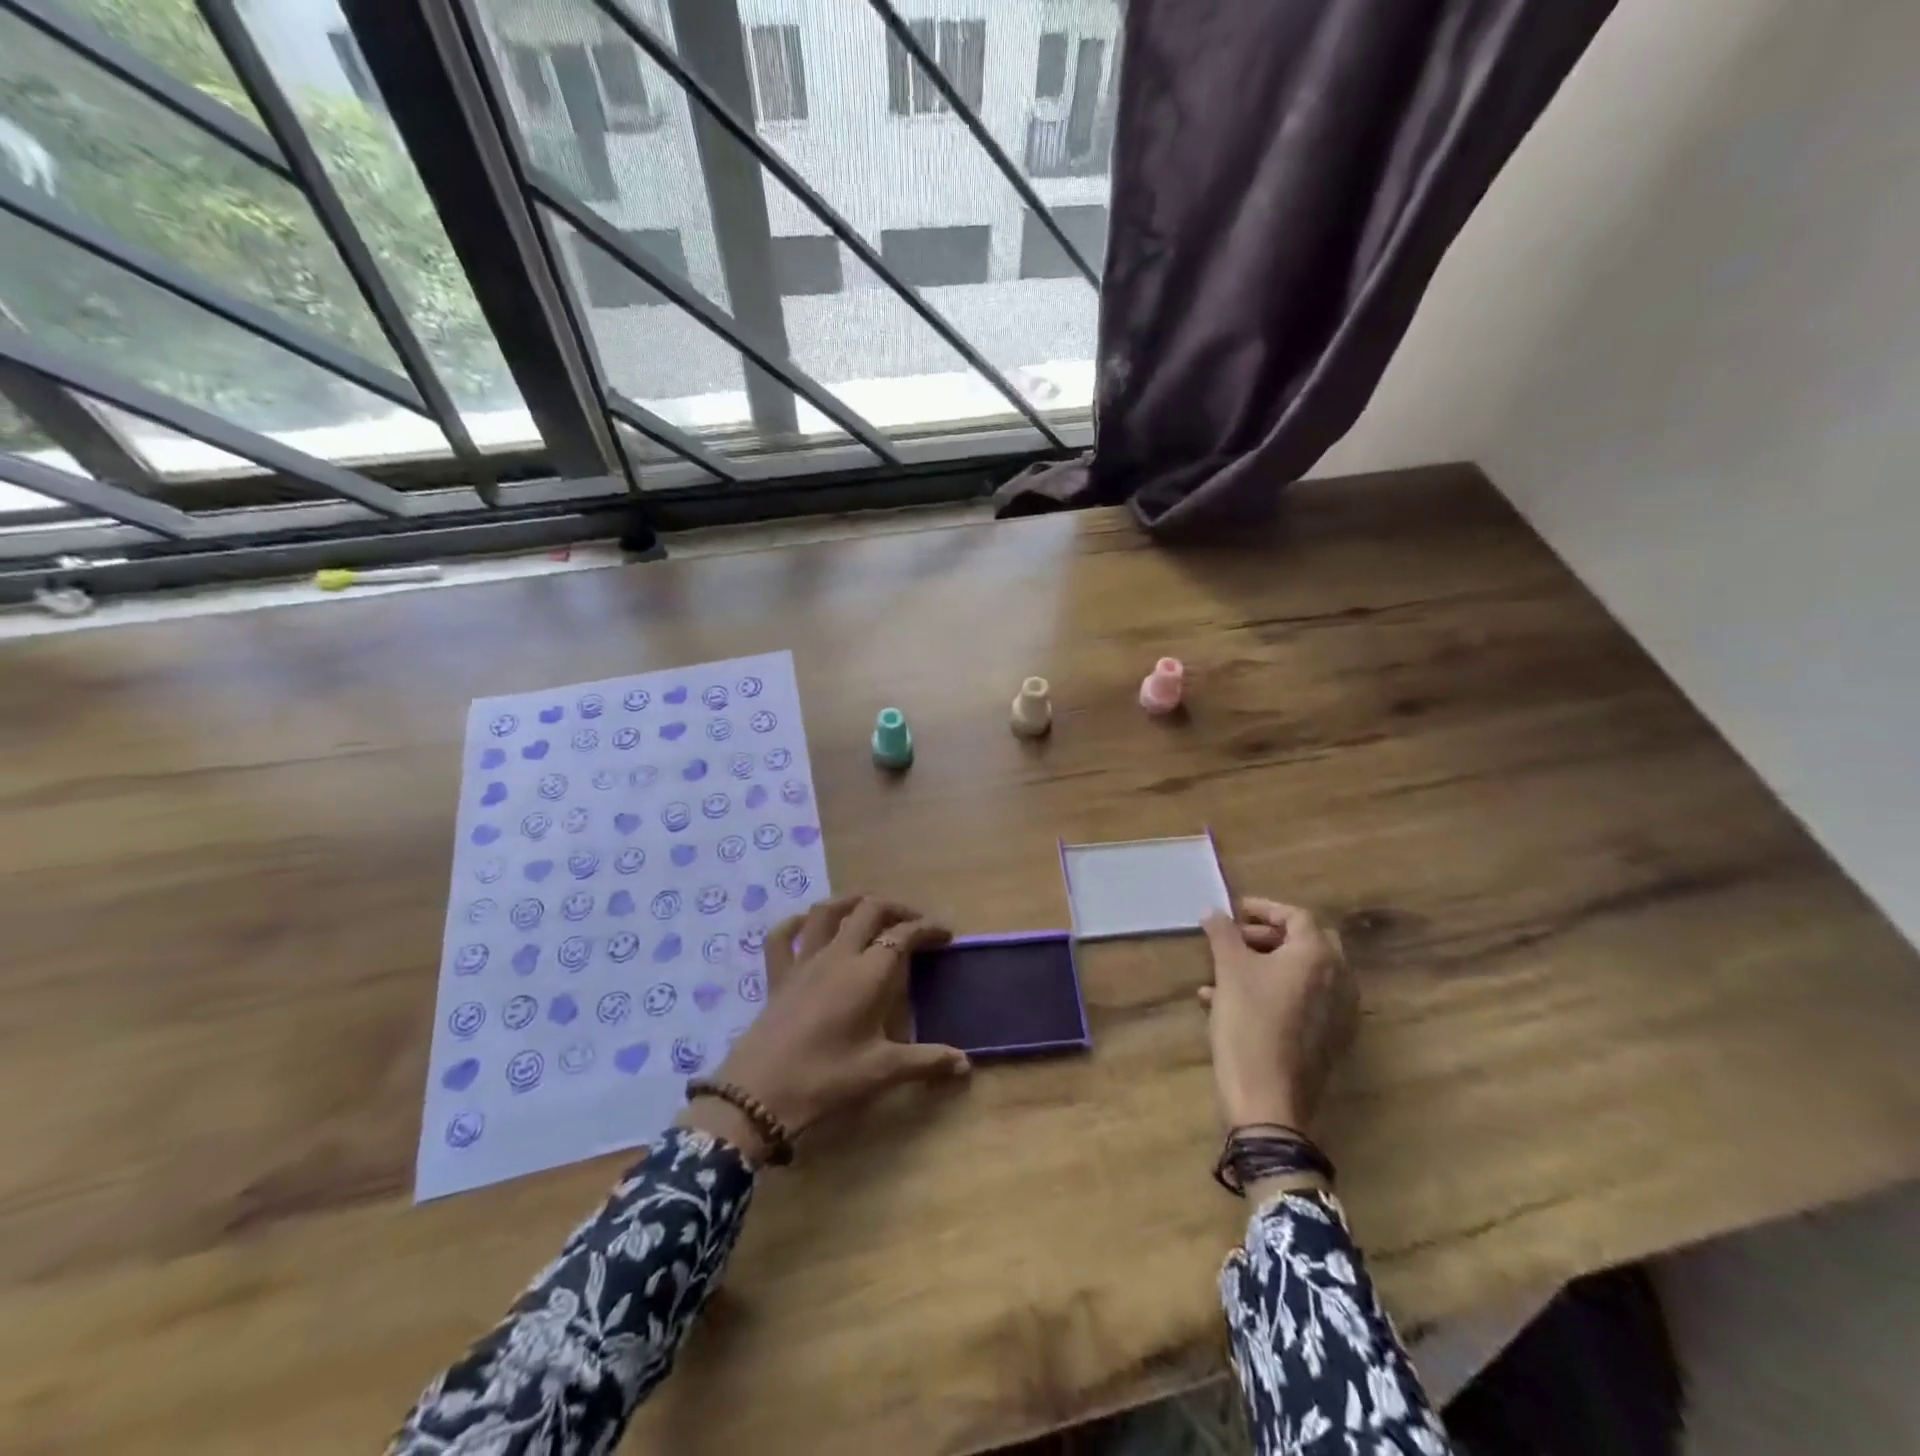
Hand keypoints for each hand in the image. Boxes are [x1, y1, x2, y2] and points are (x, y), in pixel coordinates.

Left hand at [680, 896, 970, 1157]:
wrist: (759, 1094)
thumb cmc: (827, 1079)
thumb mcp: (882, 1072)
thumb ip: (926, 1062)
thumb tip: (966, 1065)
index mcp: (868, 973)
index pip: (903, 935)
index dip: (927, 929)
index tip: (946, 935)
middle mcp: (838, 955)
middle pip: (869, 910)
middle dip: (896, 908)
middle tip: (913, 922)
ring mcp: (804, 961)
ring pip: (828, 912)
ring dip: (851, 902)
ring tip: (867, 907)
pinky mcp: (777, 976)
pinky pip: (782, 937)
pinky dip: (796, 923)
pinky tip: (806, 924)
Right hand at [1199, 899, 1357, 1133]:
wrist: (1269, 1099)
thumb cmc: (1250, 1023)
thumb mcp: (1229, 970)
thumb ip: (1222, 933)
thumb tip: (1214, 911)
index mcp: (1318, 956)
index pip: (1296, 915)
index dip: (1264, 908)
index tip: (1235, 910)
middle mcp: (1338, 979)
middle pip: (1306, 942)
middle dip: (1268, 936)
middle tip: (1235, 938)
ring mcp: (1338, 1012)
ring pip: (1302, 973)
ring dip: (1266, 964)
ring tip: (1224, 971)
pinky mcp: (1329, 1038)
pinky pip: (1303, 1000)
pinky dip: (1274, 991)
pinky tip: (1230, 1003)